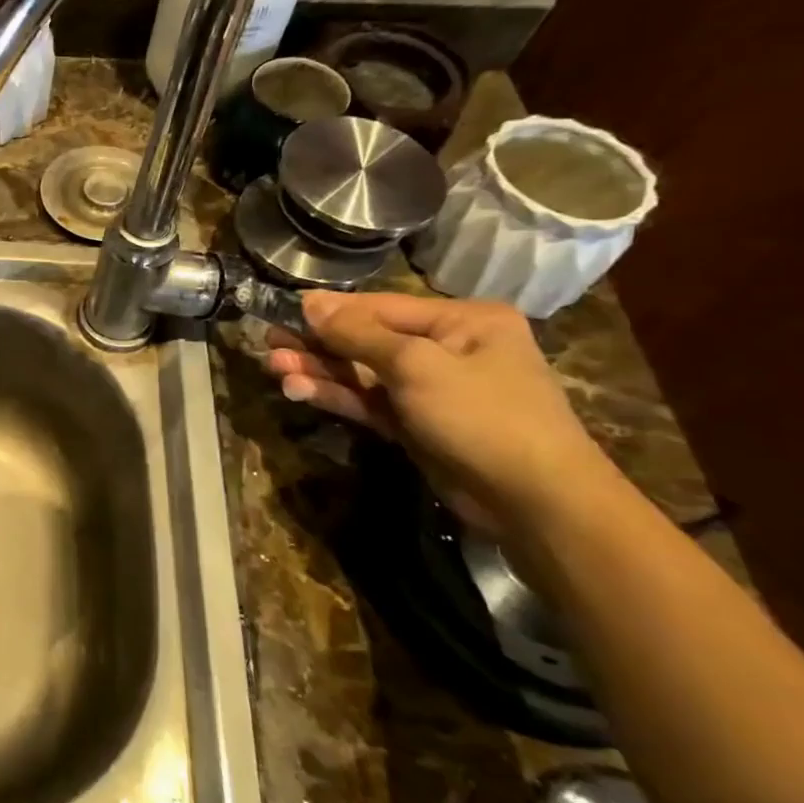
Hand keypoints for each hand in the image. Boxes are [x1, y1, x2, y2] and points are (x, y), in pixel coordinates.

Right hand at [263, 291, 613, 540]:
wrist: (535, 501)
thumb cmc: (482, 415)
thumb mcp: (416, 365)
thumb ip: (358, 334)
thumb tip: (310, 301)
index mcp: (463, 321)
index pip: (381, 307)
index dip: (330, 311)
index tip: (283, 311)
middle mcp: (448, 348)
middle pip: (367, 339)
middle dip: (317, 343)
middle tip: (268, 343)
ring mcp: (431, 389)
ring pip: (362, 373)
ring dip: (319, 371)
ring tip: (273, 368)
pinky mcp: (417, 424)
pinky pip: (368, 402)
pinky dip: (335, 396)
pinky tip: (298, 390)